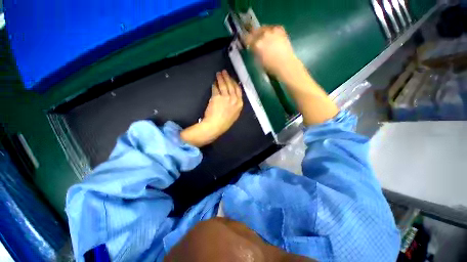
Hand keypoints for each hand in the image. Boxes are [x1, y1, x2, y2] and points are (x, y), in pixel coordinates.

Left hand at [181, 70, 242, 146]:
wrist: (215, 126)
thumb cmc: (225, 123)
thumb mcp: (234, 114)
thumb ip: (235, 105)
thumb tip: (233, 98)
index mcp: (239, 104)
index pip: (238, 90)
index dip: (234, 83)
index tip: (232, 79)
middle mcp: (234, 99)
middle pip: (231, 85)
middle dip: (228, 78)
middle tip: (224, 72)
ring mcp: (226, 97)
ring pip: (224, 85)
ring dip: (221, 78)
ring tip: (219, 74)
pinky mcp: (217, 97)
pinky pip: (216, 88)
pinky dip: (215, 85)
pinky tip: (214, 83)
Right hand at [245, 26, 300, 80]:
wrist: (285, 64)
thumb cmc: (270, 67)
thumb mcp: (258, 61)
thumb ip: (254, 52)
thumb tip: (252, 47)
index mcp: (256, 44)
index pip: (247, 38)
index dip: (246, 41)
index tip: (247, 43)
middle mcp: (263, 35)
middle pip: (254, 31)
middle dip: (253, 35)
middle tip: (255, 40)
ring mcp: (272, 30)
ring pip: (263, 28)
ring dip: (261, 33)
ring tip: (264, 38)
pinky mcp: (280, 29)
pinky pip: (271, 28)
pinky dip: (270, 32)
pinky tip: (272, 37)